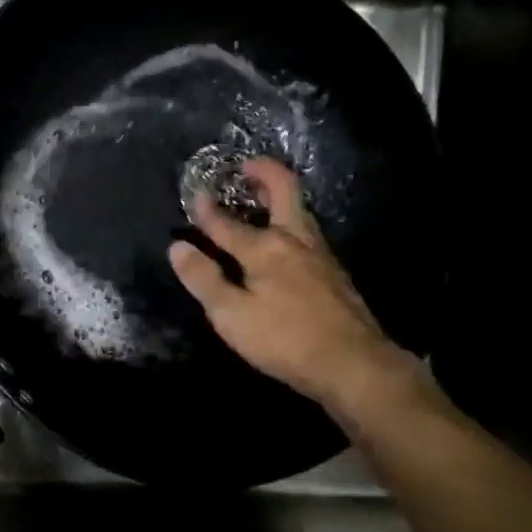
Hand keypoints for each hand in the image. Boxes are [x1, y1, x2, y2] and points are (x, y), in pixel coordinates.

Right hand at [167, 157, 424, 425]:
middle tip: (246, 167)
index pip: (227, 223)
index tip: (195, 194)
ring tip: (260, 199)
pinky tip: (284, 243)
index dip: (206, 209)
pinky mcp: (334, 274)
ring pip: (299, 213)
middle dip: (264, 173)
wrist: (354, 364)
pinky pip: (307, 234)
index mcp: (264, 248)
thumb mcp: (231, 315)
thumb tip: (177, 246)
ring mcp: (320, 256)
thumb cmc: (284, 339)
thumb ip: (203, 278)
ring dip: (279, 198)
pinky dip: (290, 223)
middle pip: (283, 193)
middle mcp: (295, 240)